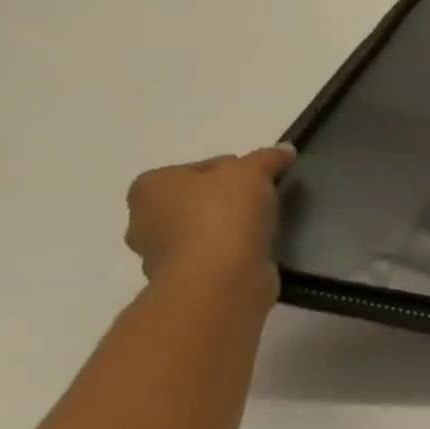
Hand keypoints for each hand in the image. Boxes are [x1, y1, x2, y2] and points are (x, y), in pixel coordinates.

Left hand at [125, 146, 295, 299]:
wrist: (219, 279)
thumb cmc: (224, 215)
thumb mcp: (252, 172)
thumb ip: (267, 158)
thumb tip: (284, 149)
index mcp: (151, 186)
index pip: (203, 167)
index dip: (238, 171)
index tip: (264, 181)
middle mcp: (145, 218)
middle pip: (199, 199)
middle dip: (228, 200)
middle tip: (265, 203)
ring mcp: (160, 253)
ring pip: (204, 228)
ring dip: (230, 227)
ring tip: (265, 228)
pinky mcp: (183, 279)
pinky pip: (213, 255)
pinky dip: (232, 251)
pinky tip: (256, 250)